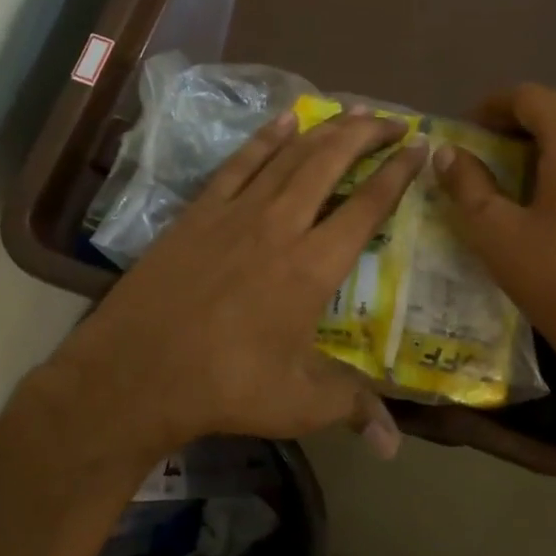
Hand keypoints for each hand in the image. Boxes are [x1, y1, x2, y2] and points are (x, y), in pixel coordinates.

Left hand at [34, 108, 425, 467]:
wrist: (136, 371)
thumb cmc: (225, 386)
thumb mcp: (298, 403)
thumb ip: (352, 407)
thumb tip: (393, 443)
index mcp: (313, 266)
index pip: (368, 206)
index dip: (397, 173)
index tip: (419, 148)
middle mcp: (281, 225)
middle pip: (331, 162)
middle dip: (367, 134)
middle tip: (392, 120)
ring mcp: (237, 212)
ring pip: (290, 154)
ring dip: (325, 129)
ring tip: (352, 112)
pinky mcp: (200, 211)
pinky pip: (240, 162)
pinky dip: (266, 137)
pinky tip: (285, 121)